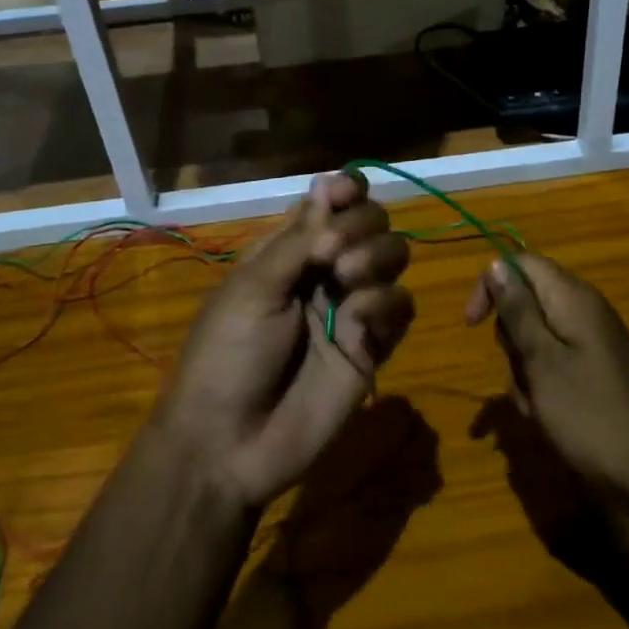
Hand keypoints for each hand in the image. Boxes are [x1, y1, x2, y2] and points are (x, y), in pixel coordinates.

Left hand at [154, 172, 414, 509]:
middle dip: (361, 225)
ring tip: (347, 279)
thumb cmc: (227, 354)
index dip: (345, 190)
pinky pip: (401, 307)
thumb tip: (330, 185)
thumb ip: (299, 239)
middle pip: (370, 222)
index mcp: (289, 250)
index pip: (330, 203)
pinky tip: (361, 321)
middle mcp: (326, 270)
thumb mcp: (253, 287)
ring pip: (394, 256)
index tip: (346, 192)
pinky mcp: (374, 346)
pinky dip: (386, 302)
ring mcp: (351, 307)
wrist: (229, 443)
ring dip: (377, 256)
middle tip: (334, 254)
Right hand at [465, 254, 628, 507]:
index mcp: (572, 298)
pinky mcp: (598, 370)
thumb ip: (517, 310)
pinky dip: (544, 386)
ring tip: (537, 406)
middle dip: (511, 340)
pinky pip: (556, 364)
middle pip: (527, 303)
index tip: (472, 325)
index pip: (520, 264)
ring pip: (537, 339)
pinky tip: (549, 417)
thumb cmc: (590, 414)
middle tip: (522, 375)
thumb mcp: (541, 361)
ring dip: (525, 371)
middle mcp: (584, 311)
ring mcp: (593, 342)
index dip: (491, 286)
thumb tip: (496, 264)